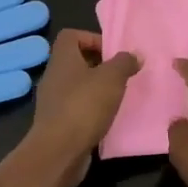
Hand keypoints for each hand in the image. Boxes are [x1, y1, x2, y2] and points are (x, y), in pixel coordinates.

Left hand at [0, 30, 139, 186]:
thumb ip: (125, 63)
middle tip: (120, 76)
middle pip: (75, 61)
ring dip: (96, 90)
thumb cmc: (84, 106)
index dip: (92, 38)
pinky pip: (76, 108)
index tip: (112, 53)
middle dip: (99, 66)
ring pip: (76, 86)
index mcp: (62, 58)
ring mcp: (52, 101)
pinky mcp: (57, 123)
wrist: (59, 151)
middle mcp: (53, 76)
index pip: (71, 35)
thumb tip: (135, 54)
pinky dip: (91, 110)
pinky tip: (107, 118)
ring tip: (117, 97)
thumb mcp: (112, 78)